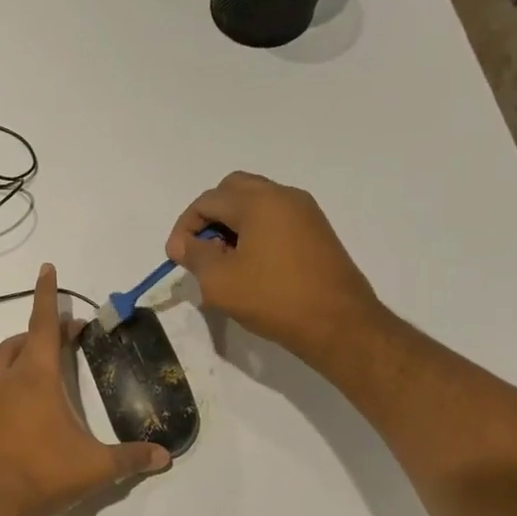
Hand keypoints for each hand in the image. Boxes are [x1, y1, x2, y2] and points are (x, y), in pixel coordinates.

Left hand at [0, 264, 169, 515]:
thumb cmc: (48, 478)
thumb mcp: (97, 467)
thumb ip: (133, 458)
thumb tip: (166, 456)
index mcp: (36, 378)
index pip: (43, 324)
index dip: (47, 295)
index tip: (46, 268)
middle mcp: (5, 378)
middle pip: (22, 340)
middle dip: (43, 332)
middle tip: (66, 340)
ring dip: (18, 353)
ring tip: (37, 366)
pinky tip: (11, 397)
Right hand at [166, 172, 386, 365]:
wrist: (339, 324)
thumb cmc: (273, 298)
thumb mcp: (219, 281)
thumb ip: (195, 255)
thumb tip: (183, 244)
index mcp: (259, 202)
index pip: (207, 201)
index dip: (185, 228)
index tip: (177, 258)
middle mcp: (284, 196)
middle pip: (232, 190)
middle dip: (209, 217)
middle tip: (200, 250)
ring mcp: (305, 212)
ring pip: (255, 203)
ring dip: (232, 224)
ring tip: (223, 261)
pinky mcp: (317, 231)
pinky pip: (275, 218)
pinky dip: (254, 231)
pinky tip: (250, 265)